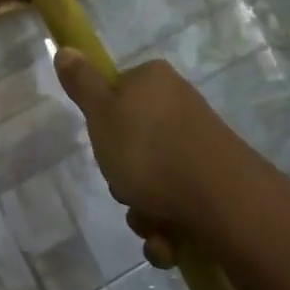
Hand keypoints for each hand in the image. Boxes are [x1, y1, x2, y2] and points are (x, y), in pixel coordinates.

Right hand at [53, 50, 262, 263]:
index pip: (117, 92)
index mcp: (154, 81)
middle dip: (122, 177)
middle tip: (124, 185)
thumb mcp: (101, 113)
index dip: (103, 121)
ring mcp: (199, 146)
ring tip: (150, 222)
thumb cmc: (150, 149)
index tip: (102, 141)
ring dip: (142, 210)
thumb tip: (66, 49)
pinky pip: (176, 206)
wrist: (224, 201)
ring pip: (151, 180)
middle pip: (132, 143)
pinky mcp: (214, 183)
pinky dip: (167, 228)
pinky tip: (169, 240)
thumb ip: (82, 83)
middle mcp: (179, 107)